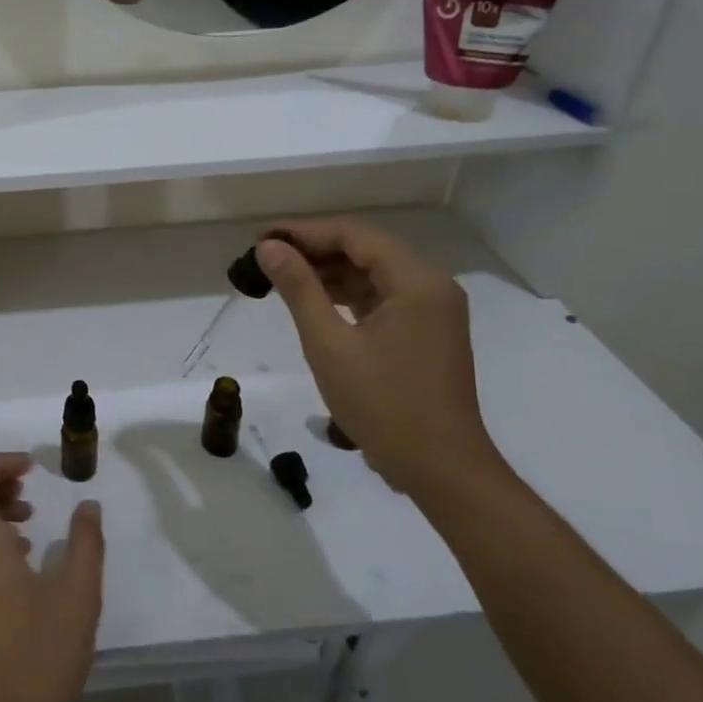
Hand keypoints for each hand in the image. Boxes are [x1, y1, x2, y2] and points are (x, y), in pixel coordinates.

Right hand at [255, 218, 507, 502]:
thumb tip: (269, 247)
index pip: (354, 234)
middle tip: (264, 257)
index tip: (260, 238)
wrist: (442, 470)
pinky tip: (312, 301)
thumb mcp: (329, 344)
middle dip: (313, 249)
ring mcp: (431, 310)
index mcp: (416, 281)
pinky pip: (380, 297)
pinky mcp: (425, 331)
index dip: (304, 231)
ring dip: (327, 272)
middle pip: (364, 249)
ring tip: (279, 277)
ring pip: (371, 273)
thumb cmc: (384, 405)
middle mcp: (430, 286)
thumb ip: (299, 289)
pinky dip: (345, 295)